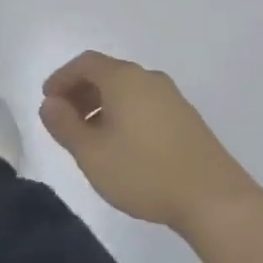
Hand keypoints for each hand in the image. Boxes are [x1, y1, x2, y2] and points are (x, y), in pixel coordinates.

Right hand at [39, 50, 262, 235]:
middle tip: (65, 119)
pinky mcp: (187, 118)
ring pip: (127, 90)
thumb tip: (50, 104)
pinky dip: (125, 114)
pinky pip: (145, 104)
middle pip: (107, 73)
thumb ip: (65, 126)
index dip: (62, 78)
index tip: (48, 100)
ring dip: (103, 105)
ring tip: (91, 137)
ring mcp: (171, 97)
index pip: (85, 63)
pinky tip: (123, 146)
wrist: (214, 199)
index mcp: (123, 78)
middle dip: (81, 92)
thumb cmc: (144, 172)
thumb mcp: (92, 154)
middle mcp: (148, 78)